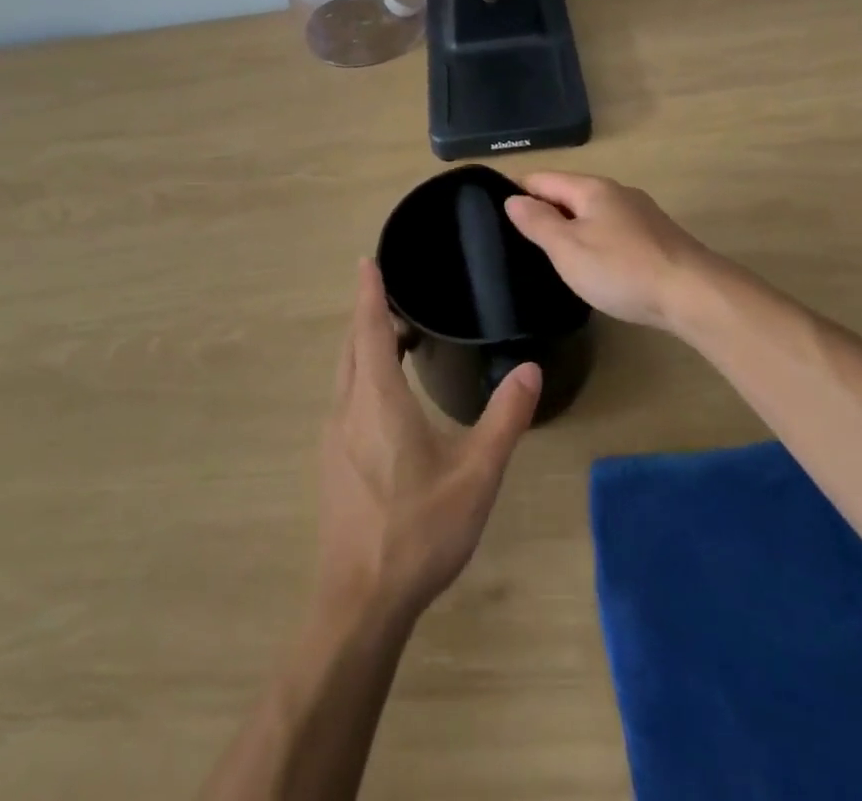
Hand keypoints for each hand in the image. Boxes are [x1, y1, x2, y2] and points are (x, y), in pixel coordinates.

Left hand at [317, 261, 541, 623]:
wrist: (360, 601)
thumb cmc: (419, 530)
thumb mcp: (476, 474)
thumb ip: (504, 418)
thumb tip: (529, 369)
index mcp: (378, 400)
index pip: (368, 329)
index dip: (368, 292)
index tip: (366, 261)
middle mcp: (348, 408)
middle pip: (352, 346)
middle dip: (368, 315)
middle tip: (394, 296)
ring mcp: (334, 437)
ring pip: (345, 373)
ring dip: (365, 347)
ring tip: (397, 339)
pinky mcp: (332, 462)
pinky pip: (345, 398)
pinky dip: (362, 375)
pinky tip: (387, 397)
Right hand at [503, 171, 718, 330]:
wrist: (694, 294)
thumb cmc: (622, 269)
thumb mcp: (568, 249)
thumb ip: (538, 222)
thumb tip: (513, 199)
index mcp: (591, 188)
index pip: (541, 178)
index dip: (516, 191)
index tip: (493, 212)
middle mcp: (616, 192)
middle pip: (568, 193)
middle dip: (543, 210)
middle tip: (516, 239)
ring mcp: (640, 214)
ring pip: (592, 212)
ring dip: (569, 226)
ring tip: (549, 253)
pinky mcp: (655, 237)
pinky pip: (612, 230)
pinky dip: (594, 240)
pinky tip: (592, 264)